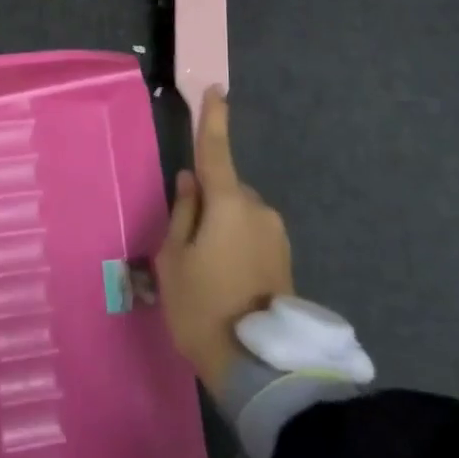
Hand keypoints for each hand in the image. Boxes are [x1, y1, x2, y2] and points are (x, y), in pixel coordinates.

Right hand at [153, 89, 293, 399]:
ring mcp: (276, 233)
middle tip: (186, 247)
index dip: (213, 119)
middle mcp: (258, 208)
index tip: (215, 90)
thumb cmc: (202, 307)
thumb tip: (190, 182)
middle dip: (207, 204)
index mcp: (228, 202)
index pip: (216, 150)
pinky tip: (226, 281)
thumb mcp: (173, 259)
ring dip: (222, 228)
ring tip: (206, 274)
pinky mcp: (285, 256)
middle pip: (225, 190)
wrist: (258, 367)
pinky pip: (252, 234)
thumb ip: (182, 212)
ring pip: (238, 214)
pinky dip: (236, 245)